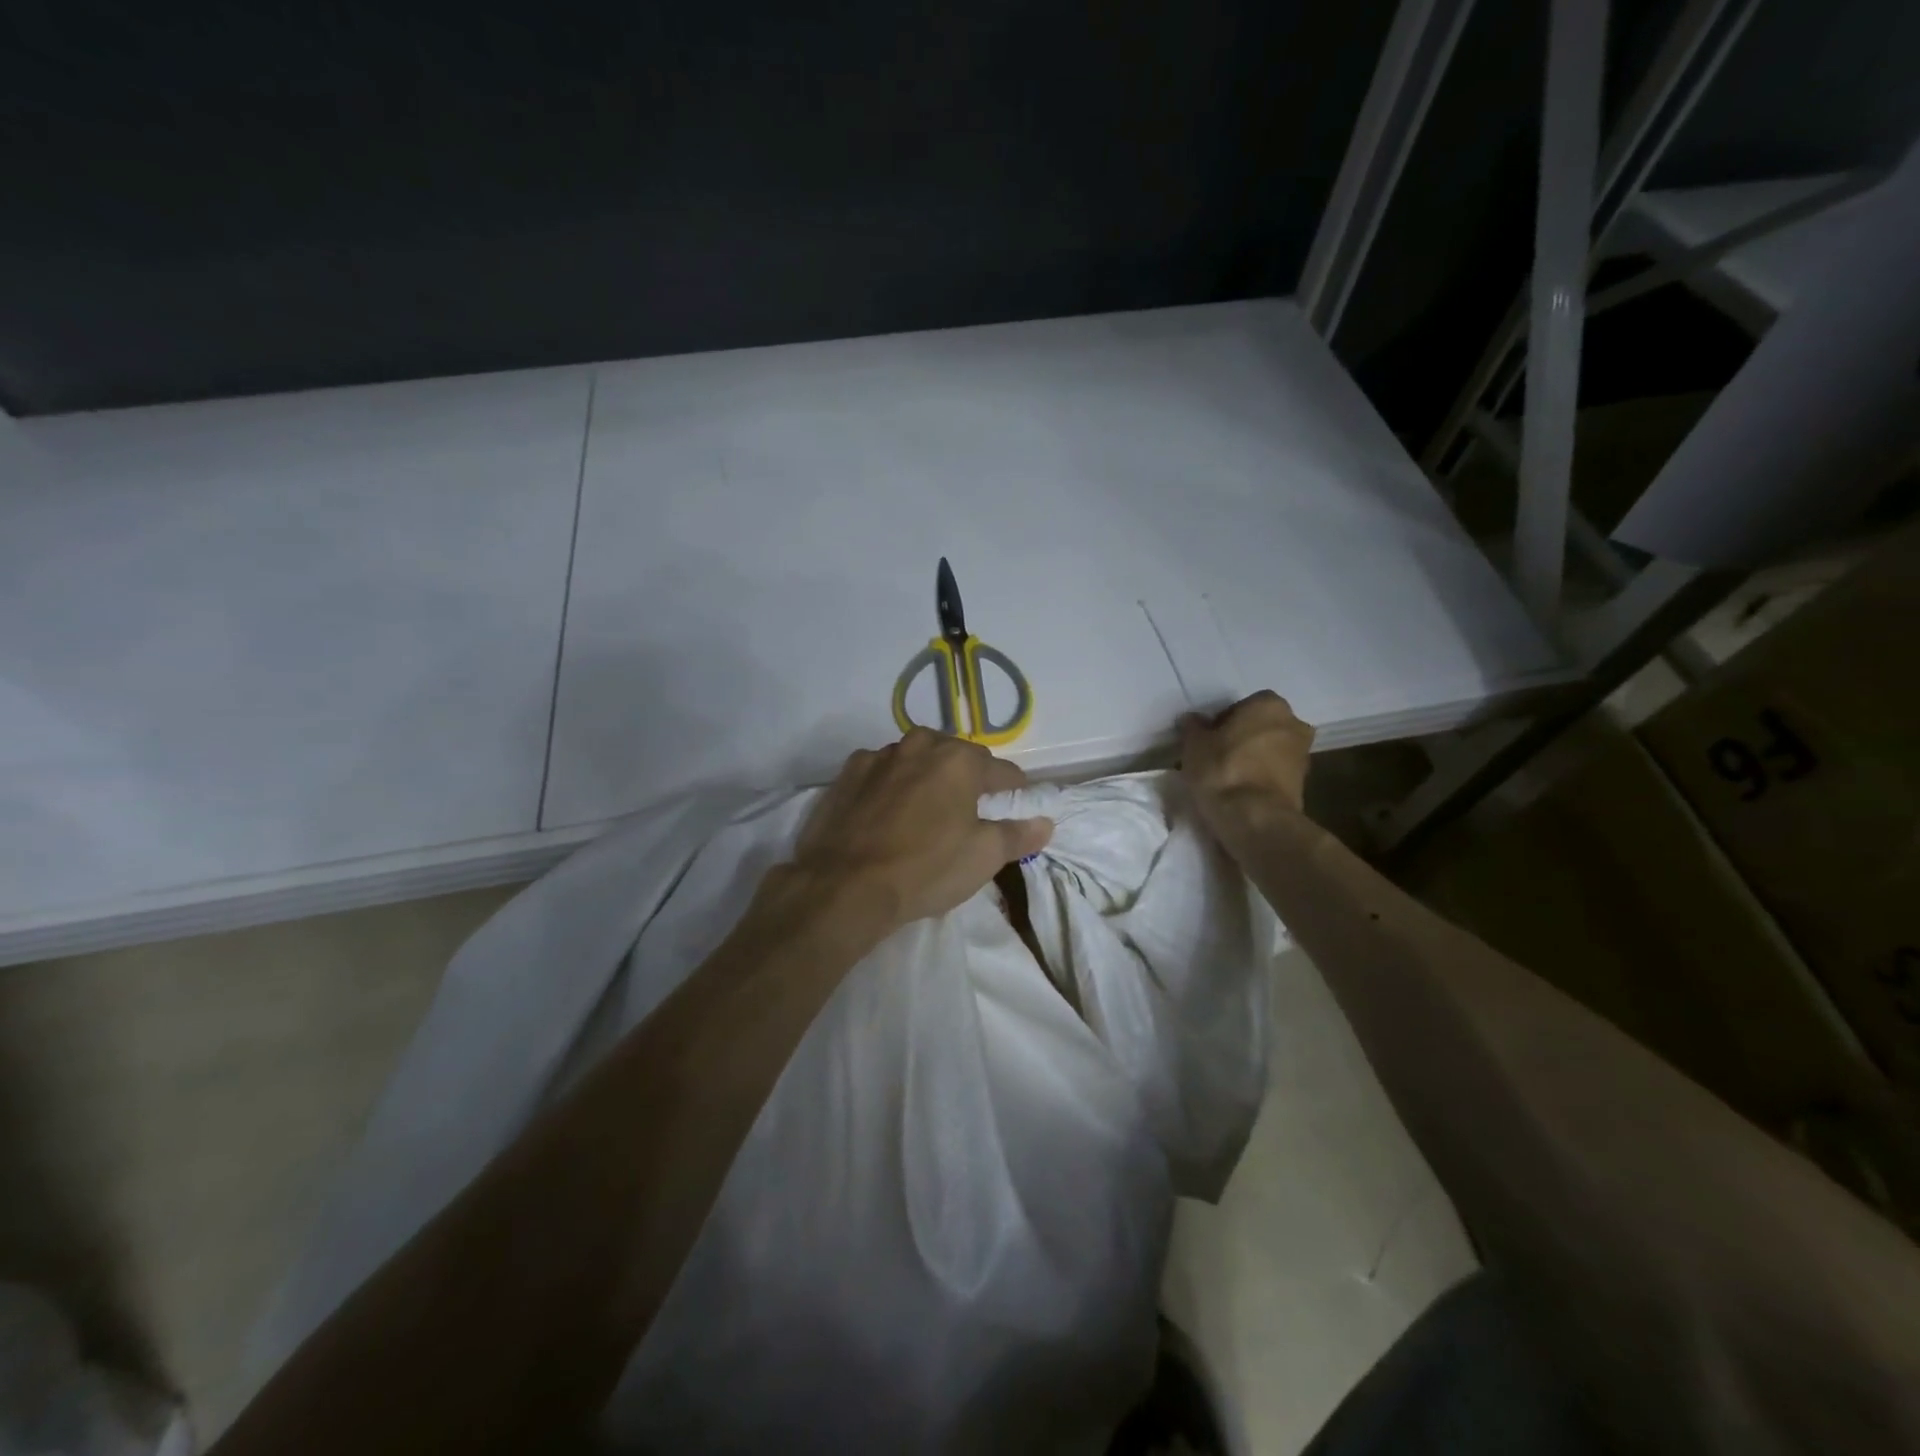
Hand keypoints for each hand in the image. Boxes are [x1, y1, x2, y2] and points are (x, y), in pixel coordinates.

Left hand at [785, 730, 1053, 932]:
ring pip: (915, 759)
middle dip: (968, 777)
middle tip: (970, 808)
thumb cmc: (925, 869)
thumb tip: (1045, 823)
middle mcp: (919, 745)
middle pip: (955, 756)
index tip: (1016, 804)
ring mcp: (878, 757)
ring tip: (927, 808)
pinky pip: (880, 772)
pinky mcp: (846, 775)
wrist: (844, 885)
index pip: (1001, 770)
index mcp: (958, 760)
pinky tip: (887, 811)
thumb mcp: (982, 857)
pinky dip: (890, 784)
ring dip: (926, 776)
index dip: (1013, 789)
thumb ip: (1017, 835)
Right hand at [1179, 691, 1315, 836]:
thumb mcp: (1194, 745)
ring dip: (1251, 759)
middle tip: (1214, 756)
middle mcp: (1294, 723)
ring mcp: (1303, 754)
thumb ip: (1193, 727)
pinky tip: (1239, 791)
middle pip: (1259, 727)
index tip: (1206, 740)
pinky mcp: (1304, 784)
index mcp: (1269, 704)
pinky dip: (1260, 777)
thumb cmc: (1222, 770)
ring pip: (1268, 750)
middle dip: (1240, 738)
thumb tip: (1193, 720)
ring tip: (1225, 777)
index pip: (1241, 706)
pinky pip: (1274, 773)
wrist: (1255, 818)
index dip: (1220, 722)